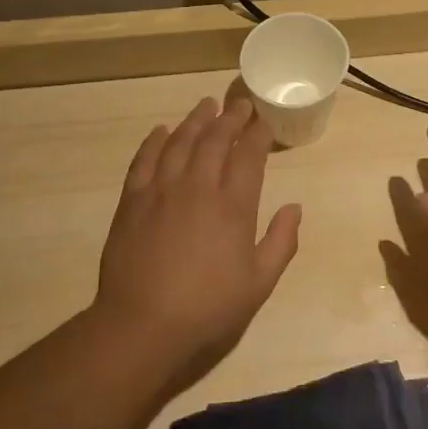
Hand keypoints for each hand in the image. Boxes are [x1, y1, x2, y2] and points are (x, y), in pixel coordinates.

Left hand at [94, 96, 301, 376]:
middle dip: (230, 118)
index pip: (249, 156)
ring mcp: (162, 190)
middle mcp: (198, 187)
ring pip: (180, 142)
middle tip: (239, 104)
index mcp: (233, 206)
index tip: (264, 121)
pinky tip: (161, 131)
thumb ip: (281, 242)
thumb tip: (294, 207)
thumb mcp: (259, 284)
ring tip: (206, 105)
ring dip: (195, 120)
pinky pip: (144, 160)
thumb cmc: (208, 308)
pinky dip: (154, 141)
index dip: (258, 134)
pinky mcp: (133, 200)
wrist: (142, 324)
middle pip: (215, 140)